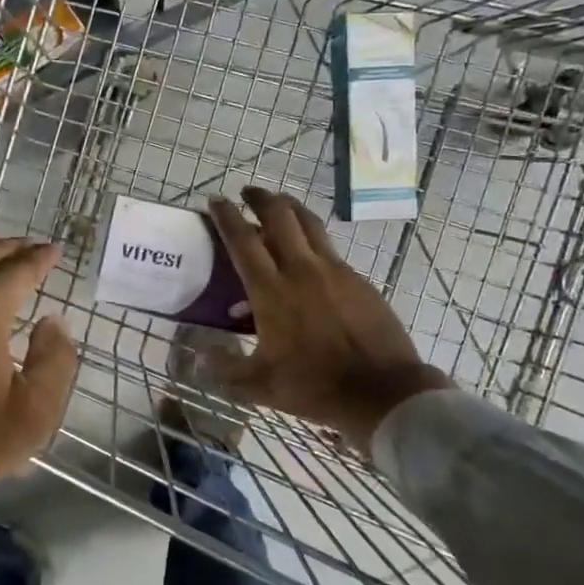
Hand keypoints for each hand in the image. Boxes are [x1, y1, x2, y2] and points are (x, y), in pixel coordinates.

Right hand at [206, 186, 450, 445]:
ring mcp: (334, 271)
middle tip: (247, 193)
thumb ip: (225, 368)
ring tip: (278, 204)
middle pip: (279, 216)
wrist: (382, 390)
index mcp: (271, 291)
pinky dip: (312, 240)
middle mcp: (301, 270)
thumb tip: (201, 356)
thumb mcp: (259, 385)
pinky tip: (309, 256)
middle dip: (260, 198)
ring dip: (290, 207)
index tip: (215, 200)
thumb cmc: (314, 386)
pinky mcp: (358, 280)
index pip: (243, 240)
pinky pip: (329, 249)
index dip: (226, 216)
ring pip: (309, 224)